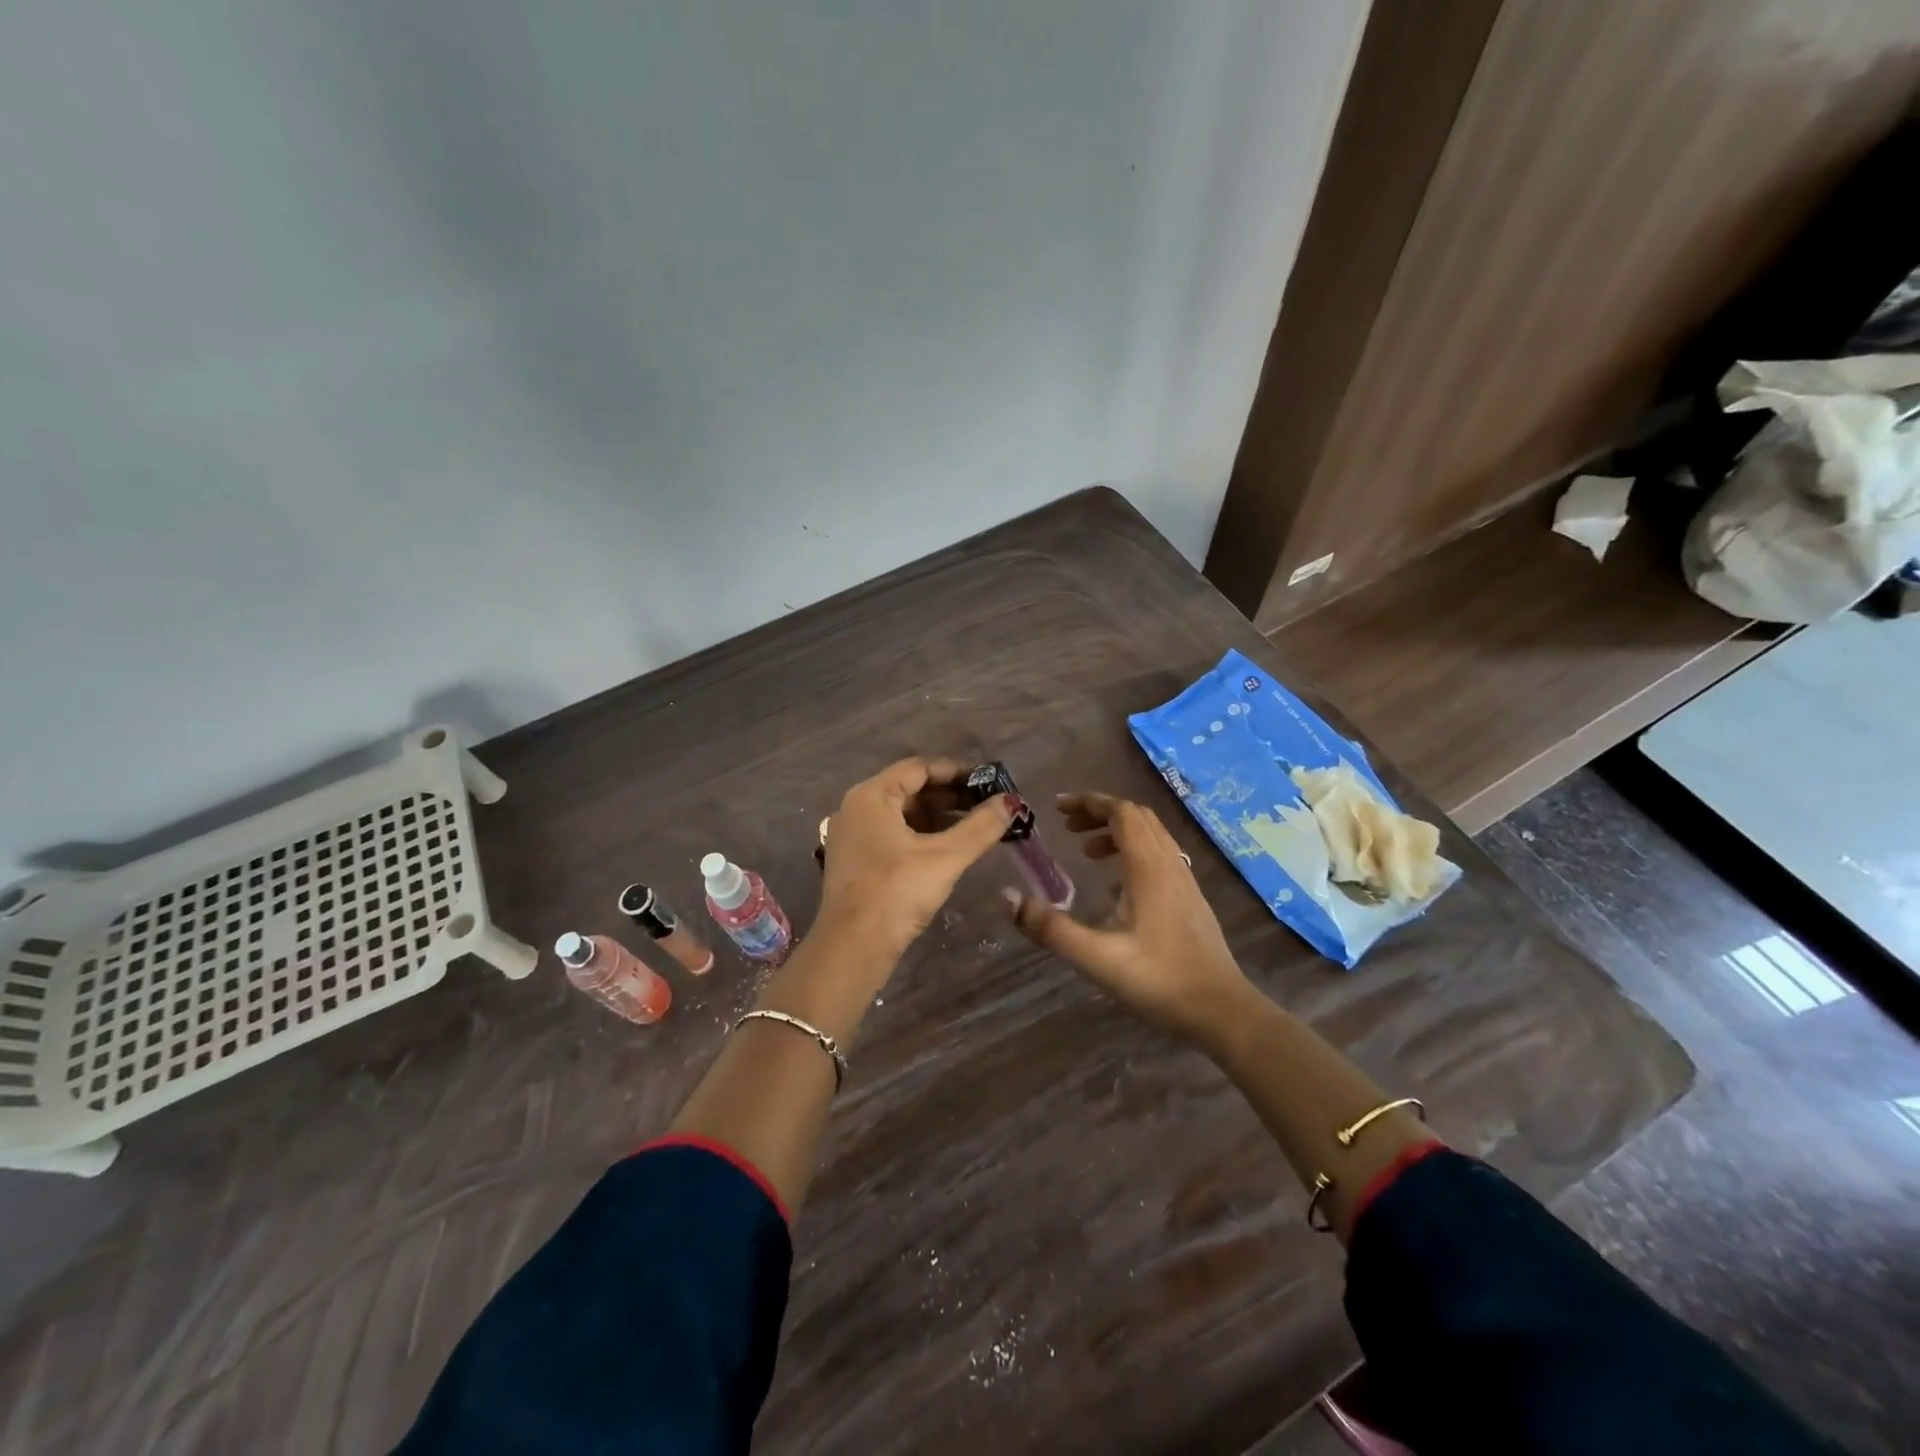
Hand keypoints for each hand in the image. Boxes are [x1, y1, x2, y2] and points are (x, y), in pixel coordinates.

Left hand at [818, 758, 1013, 957]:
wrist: (852, 948)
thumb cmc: (896, 892)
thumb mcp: (945, 857)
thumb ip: (980, 826)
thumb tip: (1011, 802)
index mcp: (871, 796)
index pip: (918, 768)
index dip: (955, 772)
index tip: (987, 782)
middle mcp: (856, 808)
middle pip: (909, 789)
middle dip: (949, 796)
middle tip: (986, 805)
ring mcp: (852, 836)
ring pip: (901, 814)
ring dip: (936, 817)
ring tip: (974, 826)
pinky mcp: (854, 860)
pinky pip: (891, 834)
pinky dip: (920, 835)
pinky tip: (947, 848)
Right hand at [1006, 793, 1252, 1046]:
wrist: (1222, 1012)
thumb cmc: (1159, 981)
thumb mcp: (1096, 958)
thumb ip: (1050, 928)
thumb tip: (1009, 897)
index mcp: (1149, 867)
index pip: (1121, 812)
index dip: (1088, 803)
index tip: (1057, 807)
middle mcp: (1170, 864)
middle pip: (1137, 817)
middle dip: (1100, 814)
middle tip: (1067, 827)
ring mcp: (1185, 881)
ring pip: (1152, 836)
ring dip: (1117, 833)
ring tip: (1086, 854)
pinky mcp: (1191, 900)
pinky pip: (1160, 857)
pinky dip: (1133, 854)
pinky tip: (1116, 887)